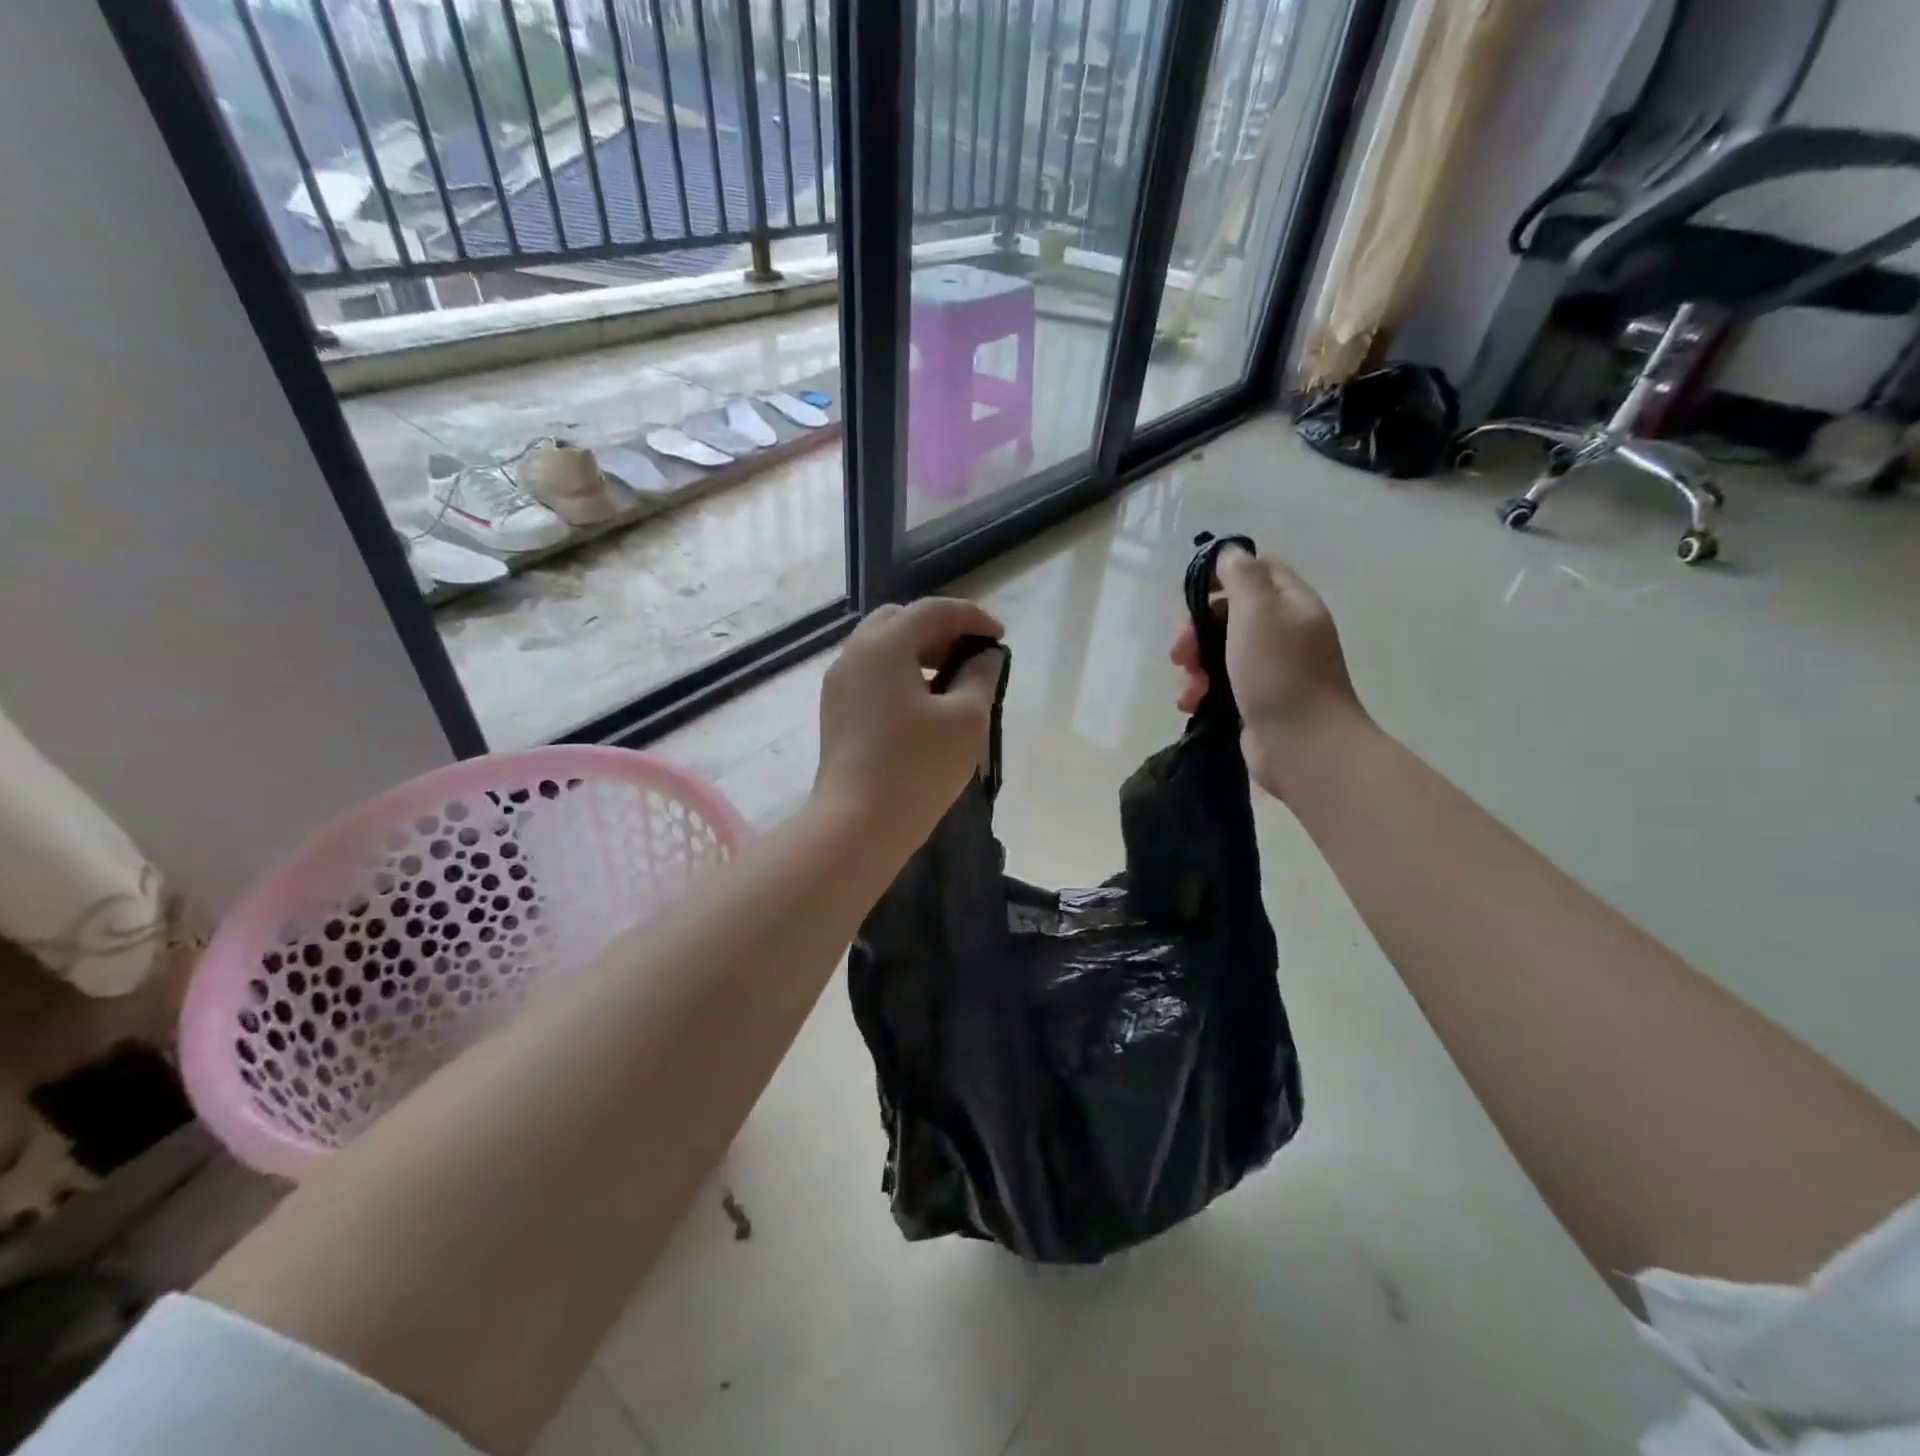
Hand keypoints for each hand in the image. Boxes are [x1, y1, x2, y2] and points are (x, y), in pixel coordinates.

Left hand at [813, 597, 1005, 851]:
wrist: (857, 824)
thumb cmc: (917, 768)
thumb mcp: (965, 720)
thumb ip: (979, 677)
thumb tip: (985, 656)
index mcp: (884, 645)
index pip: (932, 610)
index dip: (972, 617)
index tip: (999, 637)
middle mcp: (855, 654)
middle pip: (901, 620)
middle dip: (940, 629)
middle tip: (971, 654)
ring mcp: (840, 683)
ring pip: (882, 646)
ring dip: (919, 650)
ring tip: (952, 678)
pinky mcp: (836, 710)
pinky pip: (871, 672)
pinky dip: (900, 672)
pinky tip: (924, 702)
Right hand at [1171, 547, 1367, 797]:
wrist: (1303, 746)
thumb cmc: (1279, 673)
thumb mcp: (1258, 611)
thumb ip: (1242, 576)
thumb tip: (1230, 552)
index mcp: (1291, 603)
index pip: (1257, 571)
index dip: (1222, 577)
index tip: (1194, 596)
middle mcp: (1284, 631)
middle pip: (1231, 613)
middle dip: (1198, 628)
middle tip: (1180, 650)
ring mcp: (1271, 668)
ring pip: (1221, 651)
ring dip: (1195, 664)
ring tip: (1188, 685)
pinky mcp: (1256, 700)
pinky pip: (1222, 683)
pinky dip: (1202, 690)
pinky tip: (1191, 703)